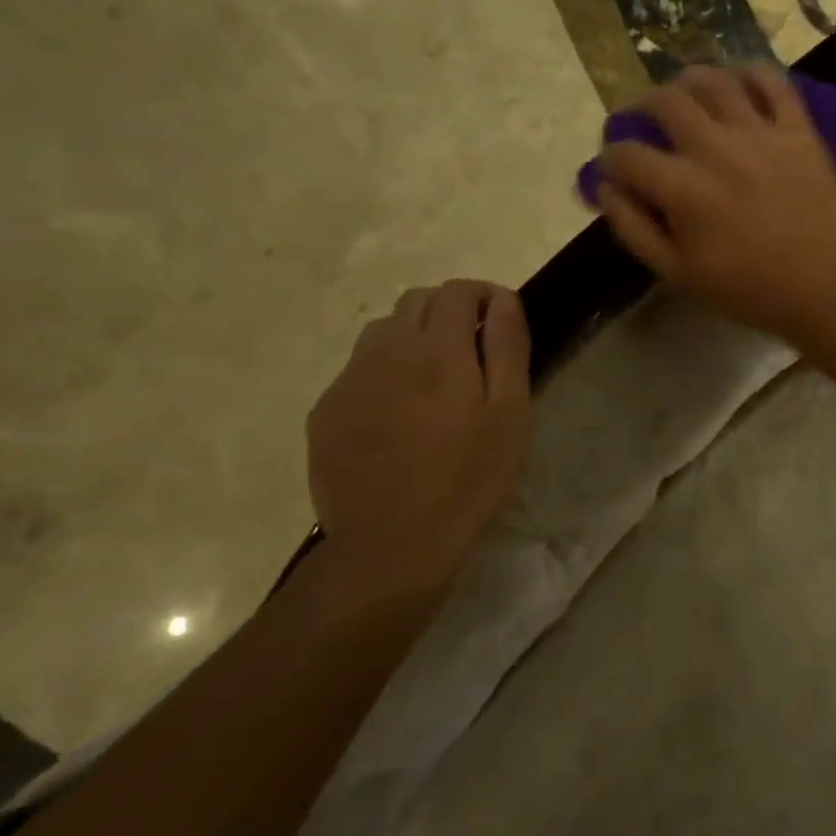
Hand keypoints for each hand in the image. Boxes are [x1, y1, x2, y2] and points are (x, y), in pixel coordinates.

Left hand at [305, 280, 530, 590]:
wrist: (391, 545)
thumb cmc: (469, 478)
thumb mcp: (510, 413)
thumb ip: (507, 347)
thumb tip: (504, 300)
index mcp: (438, 350)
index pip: (458, 291)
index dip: (484, 295)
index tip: (501, 318)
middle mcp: (386, 351)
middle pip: (417, 301)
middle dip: (449, 310)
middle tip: (472, 349)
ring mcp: (349, 380)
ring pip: (383, 332)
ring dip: (413, 337)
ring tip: (435, 379)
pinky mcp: (325, 411)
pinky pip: (358, 370)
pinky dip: (385, 372)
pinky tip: (399, 415)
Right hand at [596, 66, 835, 340]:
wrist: (821, 287)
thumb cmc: (747, 288)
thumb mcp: (677, 272)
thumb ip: (633, 228)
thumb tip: (605, 187)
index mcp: (683, 188)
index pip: (627, 154)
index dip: (610, 158)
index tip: (614, 166)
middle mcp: (717, 149)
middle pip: (665, 101)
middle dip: (642, 107)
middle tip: (646, 120)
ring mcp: (761, 134)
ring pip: (715, 81)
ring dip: (690, 80)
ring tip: (686, 92)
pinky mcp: (799, 131)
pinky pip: (774, 83)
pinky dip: (752, 74)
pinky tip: (740, 83)